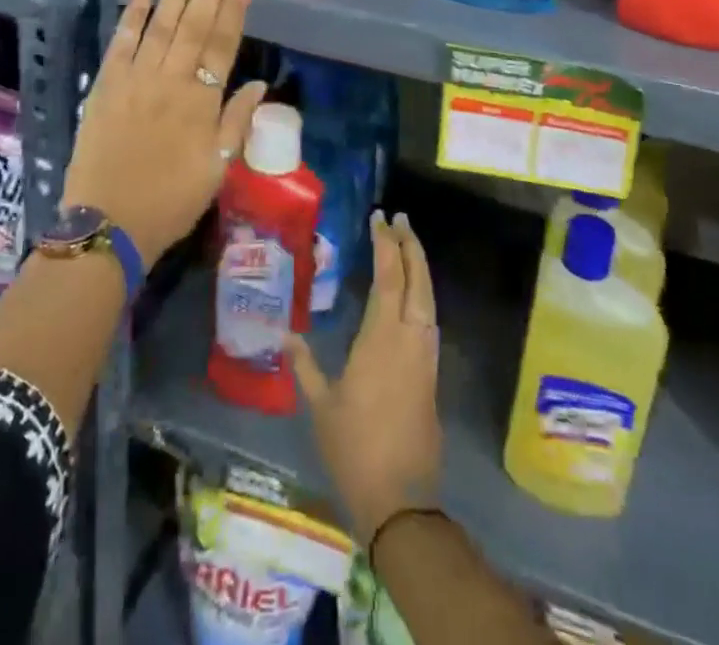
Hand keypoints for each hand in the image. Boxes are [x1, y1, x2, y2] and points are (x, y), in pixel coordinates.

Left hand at [60, 0, 268, 260]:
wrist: (108, 224)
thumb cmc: (171, 201)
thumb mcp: (217, 168)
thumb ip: (236, 122)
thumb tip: (257, 84)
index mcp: (201, 101)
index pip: (223, 41)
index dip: (235, 4)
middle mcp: (170, 80)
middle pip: (195, 23)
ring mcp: (135, 80)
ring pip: (161, 25)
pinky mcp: (105, 86)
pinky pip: (121, 44)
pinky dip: (133, 17)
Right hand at [288, 212, 443, 540]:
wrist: (401, 499)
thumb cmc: (354, 448)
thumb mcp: (321, 405)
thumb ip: (305, 365)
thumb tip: (287, 334)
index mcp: (381, 338)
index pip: (388, 278)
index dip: (386, 245)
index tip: (380, 218)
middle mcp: (409, 338)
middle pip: (417, 280)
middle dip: (410, 246)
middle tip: (400, 219)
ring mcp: (425, 356)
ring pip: (429, 298)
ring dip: (420, 267)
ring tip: (407, 246)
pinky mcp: (431, 374)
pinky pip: (430, 319)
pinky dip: (423, 294)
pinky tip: (414, 295)